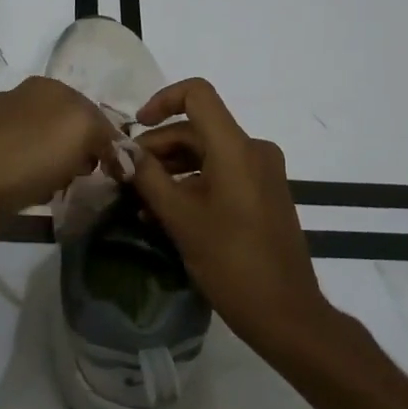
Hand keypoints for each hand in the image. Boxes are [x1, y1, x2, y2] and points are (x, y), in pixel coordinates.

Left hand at [0, 78, 119, 251]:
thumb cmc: (30, 156)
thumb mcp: (82, 131)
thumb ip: (106, 133)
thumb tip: (114, 149)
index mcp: (46, 85)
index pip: (92, 108)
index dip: (107, 139)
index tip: (114, 169)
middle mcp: (22, 98)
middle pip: (70, 127)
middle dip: (83, 152)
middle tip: (86, 177)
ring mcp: (1, 126)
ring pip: (49, 146)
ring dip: (61, 167)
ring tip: (61, 188)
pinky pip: (27, 164)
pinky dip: (38, 178)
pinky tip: (37, 194)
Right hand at [130, 78, 329, 357]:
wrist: (287, 314)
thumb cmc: (231, 262)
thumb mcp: (180, 218)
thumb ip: (147, 177)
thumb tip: (120, 151)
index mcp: (236, 147)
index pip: (197, 94)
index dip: (162, 100)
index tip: (136, 129)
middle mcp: (254, 150)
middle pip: (198, 128)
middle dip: (158, 146)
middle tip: (127, 175)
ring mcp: (262, 172)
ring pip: (208, 153)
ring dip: (172, 168)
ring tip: (140, 199)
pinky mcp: (264, 193)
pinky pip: (223, 173)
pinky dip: (193, 183)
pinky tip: (166, 212)